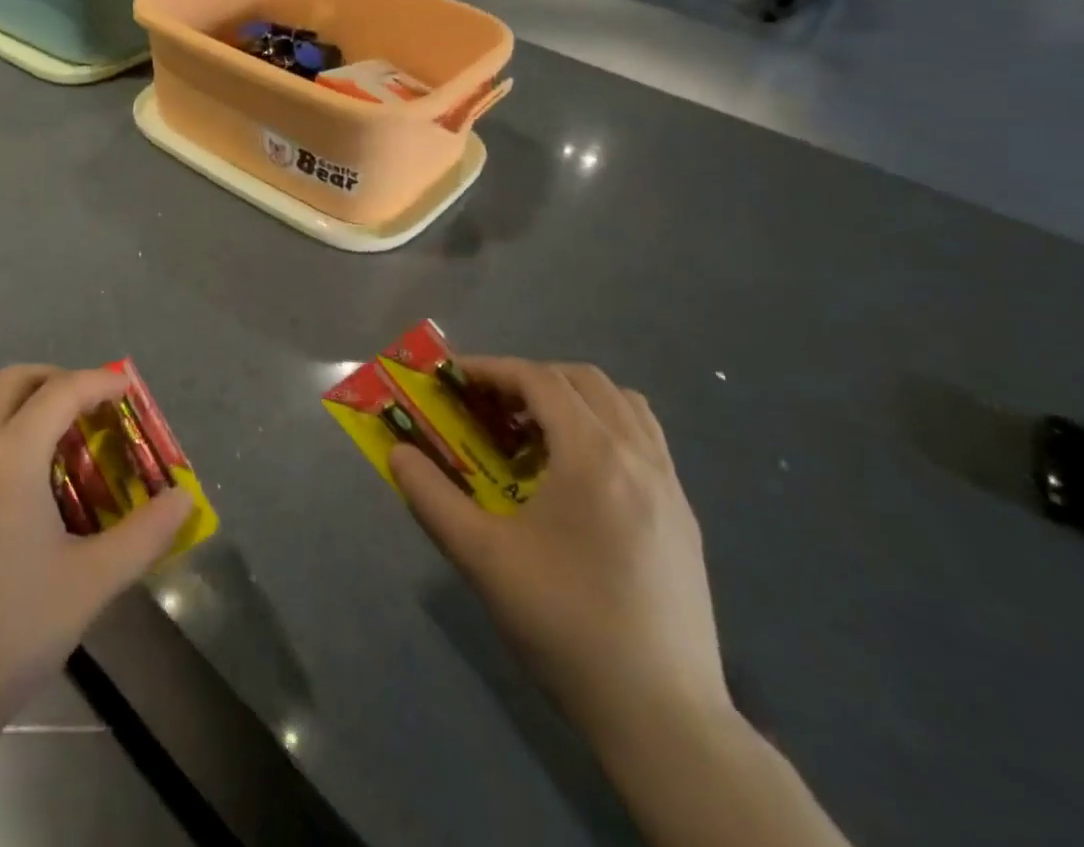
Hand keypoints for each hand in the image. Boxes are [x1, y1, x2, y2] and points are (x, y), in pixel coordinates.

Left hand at [0, 366, 193, 726]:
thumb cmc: (13, 630)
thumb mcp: (93, 582)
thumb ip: (146, 534)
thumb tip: (185, 499)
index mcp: (10, 459)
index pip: (61, 392)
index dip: (99, 382)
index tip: (128, 390)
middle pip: (15, 378)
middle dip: (58, 378)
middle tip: (90, 406)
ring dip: (14, 390)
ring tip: (46, 420)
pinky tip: (1, 452)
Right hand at [391, 357, 729, 745]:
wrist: (662, 715)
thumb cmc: (564, 623)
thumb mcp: (482, 558)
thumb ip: (432, 497)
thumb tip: (398, 453)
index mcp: (592, 457)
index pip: (538, 380)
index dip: (491, 369)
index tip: (454, 379)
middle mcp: (638, 456)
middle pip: (582, 379)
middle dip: (530, 378)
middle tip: (490, 406)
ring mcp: (670, 485)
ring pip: (622, 403)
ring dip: (573, 398)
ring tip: (535, 432)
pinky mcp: (684, 516)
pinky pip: (645, 439)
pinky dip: (605, 427)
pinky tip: (577, 474)